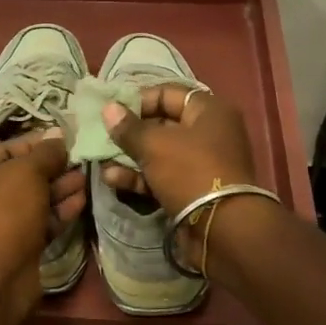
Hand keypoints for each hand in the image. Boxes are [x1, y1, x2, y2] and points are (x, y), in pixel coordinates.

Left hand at [0, 130, 85, 317]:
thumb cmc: (5, 210)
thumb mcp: (27, 171)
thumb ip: (46, 153)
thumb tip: (59, 139)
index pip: (10, 148)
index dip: (39, 142)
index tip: (68, 138)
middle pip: (26, 174)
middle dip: (54, 167)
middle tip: (83, 159)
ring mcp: (2, 221)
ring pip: (37, 198)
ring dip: (61, 188)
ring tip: (86, 178)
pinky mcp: (20, 244)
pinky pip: (43, 221)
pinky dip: (60, 211)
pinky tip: (81, 201)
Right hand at [100, 86, 258, 213]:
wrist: (223, 231)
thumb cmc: (190, 172)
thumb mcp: (155, 145)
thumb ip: (128, 127)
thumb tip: (109, 109)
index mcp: (209, 111)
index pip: (168, 93)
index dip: (138, 100)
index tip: (112, 111)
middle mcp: (208, 133)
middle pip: (162, 124)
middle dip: (129, 133)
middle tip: (102, 137)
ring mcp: (201, 164)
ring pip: (158, 153)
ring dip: (129, 158)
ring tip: (102, 164)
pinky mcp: (192, 190)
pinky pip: (162, 177)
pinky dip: (139, 177)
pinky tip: (113, 181)